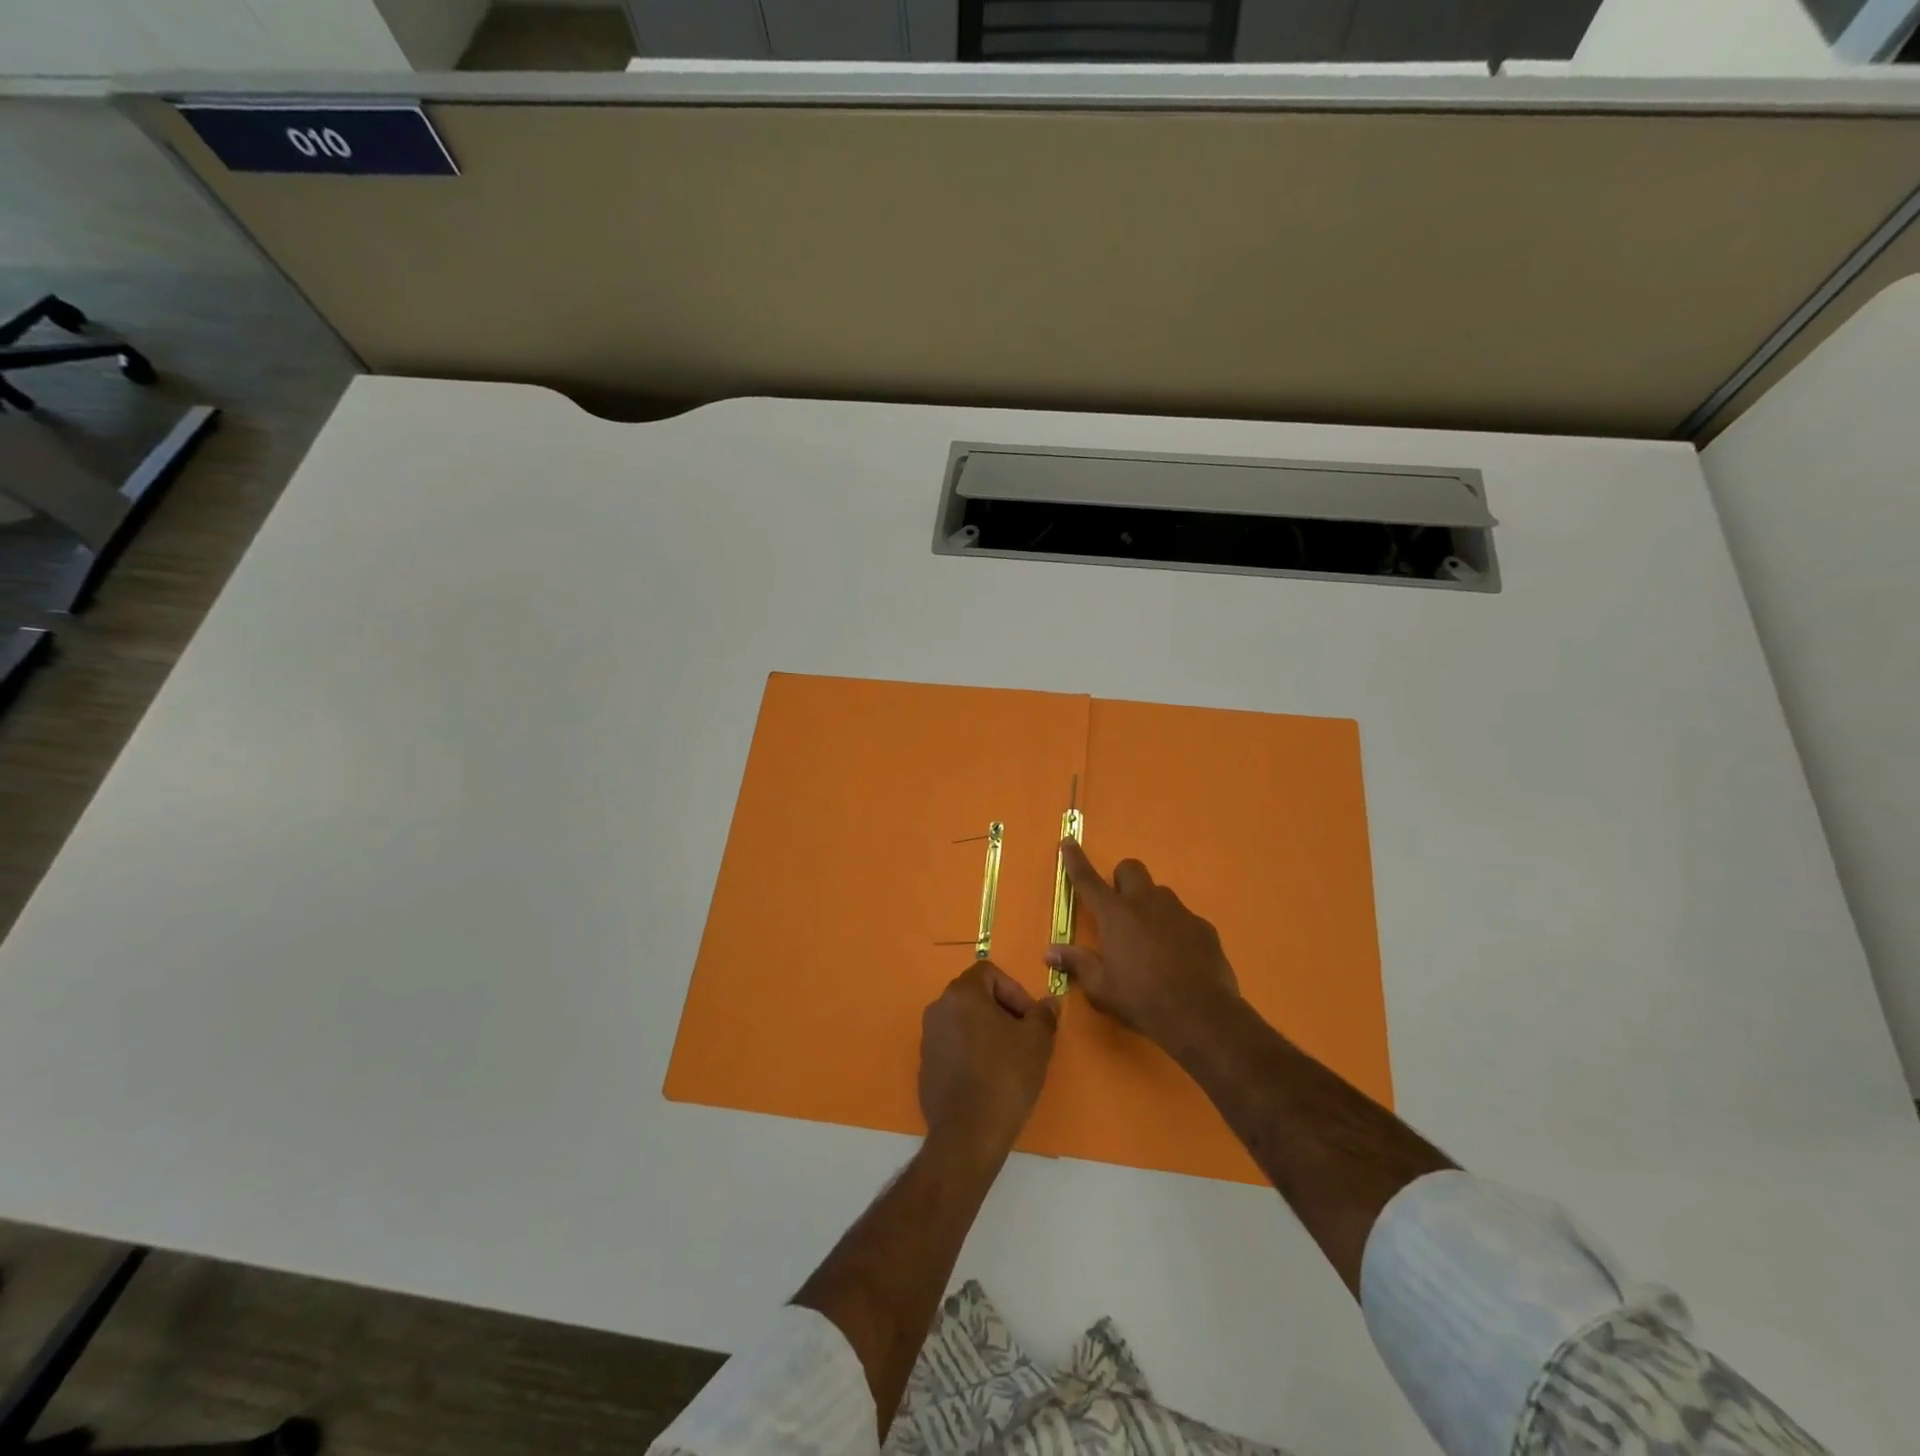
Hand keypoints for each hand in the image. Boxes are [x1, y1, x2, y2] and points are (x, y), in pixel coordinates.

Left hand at [919, 962, 1056, 1163]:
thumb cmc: (1004, 1076)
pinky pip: (953, 1047)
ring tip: (1009, 1060)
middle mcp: (938, 1008)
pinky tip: (989, 1080)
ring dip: (987, 1032)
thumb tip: (1049, 1003)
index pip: (989, 972)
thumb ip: (1044, 1015)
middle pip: (976, 996)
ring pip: (964, 1022)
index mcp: (962, 994)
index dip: (1015, 990)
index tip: (1030, 1019)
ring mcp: (928, 1038)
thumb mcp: (1037, 1042)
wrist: (967, 1134)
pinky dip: (972, 1053)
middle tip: (1024, 1038)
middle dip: (1003, 1011)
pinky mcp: (926, 1066)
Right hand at [1047, 841, 1240, 1054]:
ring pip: (1160, 893)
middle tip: (1119, 909)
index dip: (1076, 860)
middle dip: (1122, 880)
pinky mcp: (1204, 928)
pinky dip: (1175, 930)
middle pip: (1131, 869)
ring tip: (1150, 940)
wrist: (1202, 1015)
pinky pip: (1184, 918)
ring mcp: (1179, 912)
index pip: (1088, 880)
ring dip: (1150, 906)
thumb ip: (1077, 964)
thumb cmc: (1142, 999)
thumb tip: (1050, 952)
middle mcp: (1147, 903)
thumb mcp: (1101, 988)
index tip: (1069, 842)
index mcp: (1115, 915)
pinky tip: (1178, 958)